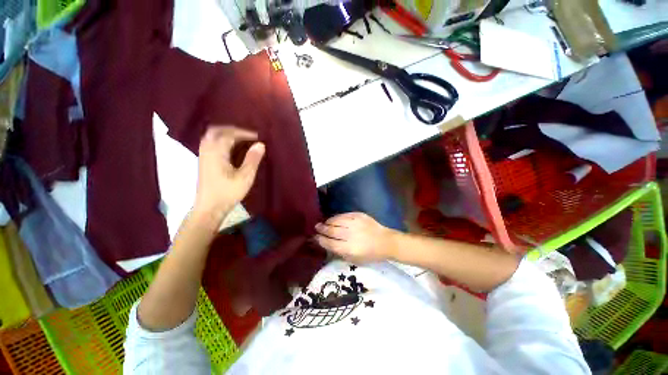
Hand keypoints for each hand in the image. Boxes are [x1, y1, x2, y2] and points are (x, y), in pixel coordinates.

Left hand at [193, 126, 264, 220]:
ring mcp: (203, 156)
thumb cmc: (228, 192)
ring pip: (211, 136)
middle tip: (247, 135)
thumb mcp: (245, 177)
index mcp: (217, 152)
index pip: (229, 134)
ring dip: (225, 134)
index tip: (257, 137)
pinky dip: (220, 140)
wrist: (209, 208)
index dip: (244, 133)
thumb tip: (260, 144)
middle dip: (232, 130)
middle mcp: (207, 150)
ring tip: (240, 139)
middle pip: (216, 131)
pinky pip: (210, 143)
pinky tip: (230, 148)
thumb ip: (253, 159)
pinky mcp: (203, 162)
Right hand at [314, 212, 398, 263]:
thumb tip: (328, 245)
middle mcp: (350, 235)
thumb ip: (340, 253)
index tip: (315, 237)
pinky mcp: (359, 216)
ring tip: (324, 223)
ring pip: (336, 221)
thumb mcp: (355, 260)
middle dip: (322, 229)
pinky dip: (337, 217)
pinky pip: (344, 215)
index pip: (330, 243)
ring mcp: (355, 223)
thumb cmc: (371, 254)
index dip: (321, 240)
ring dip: (328, 222)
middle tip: (316, 227)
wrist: (386, 241)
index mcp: (349, 248)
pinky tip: (334, 219)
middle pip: (331, 231)